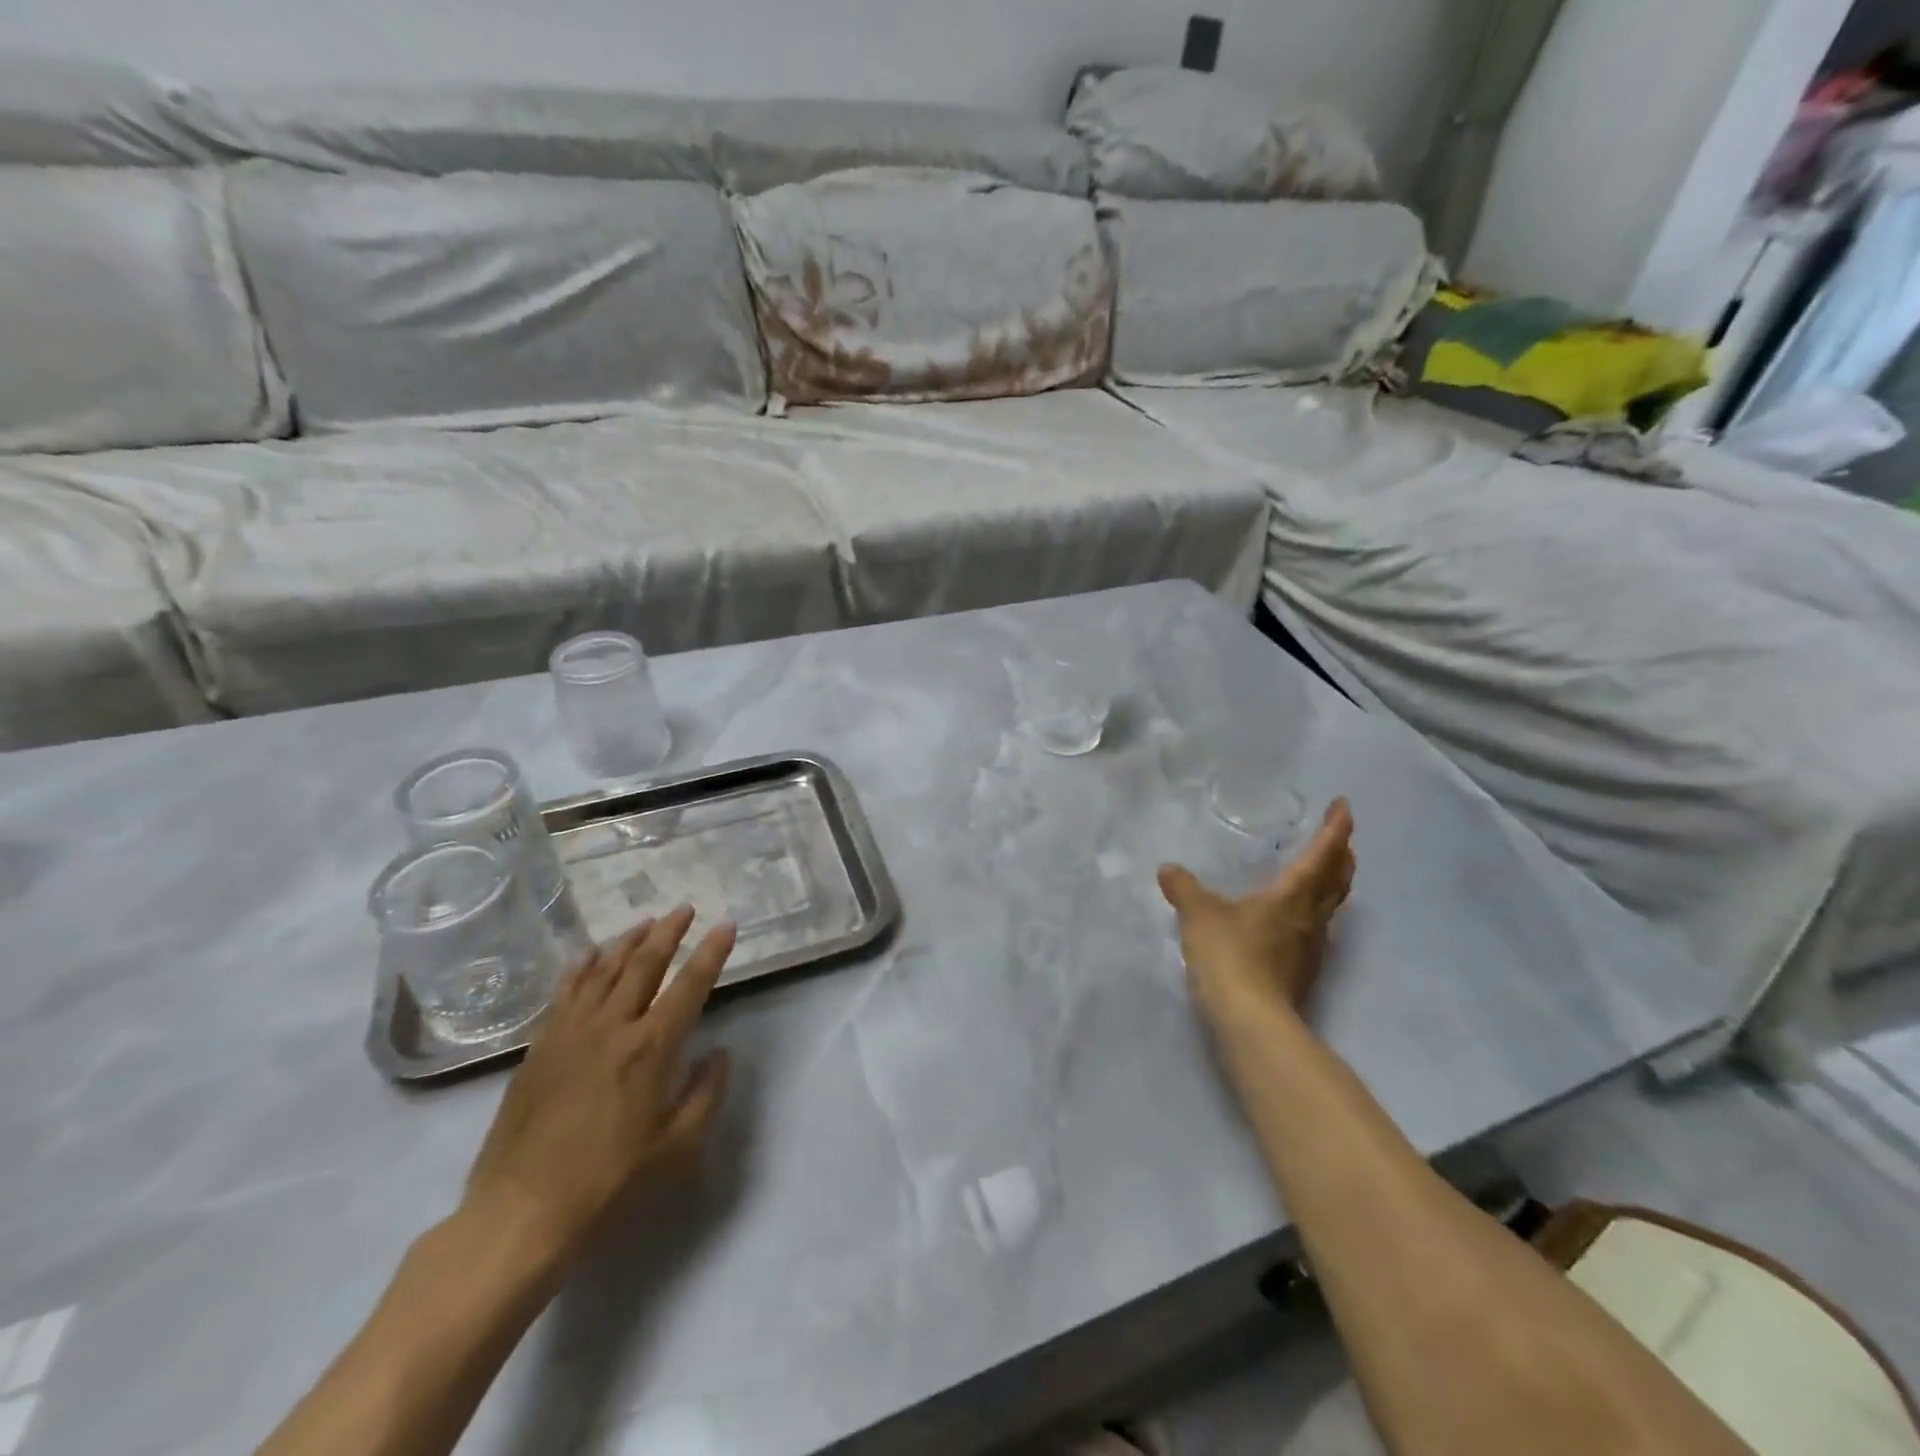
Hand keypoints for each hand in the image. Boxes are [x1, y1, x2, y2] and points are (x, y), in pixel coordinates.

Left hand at [461, 906, 734, 1264]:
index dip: (712, 952)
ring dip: (628, 941)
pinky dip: (581, 967)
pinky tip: (590, 954)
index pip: (690, 985)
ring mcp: (571, 1032)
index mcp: (652, 1047)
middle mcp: (613, 1026)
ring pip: (605, 970)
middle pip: (645, 964)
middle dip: (669, 932)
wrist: (521, 1212)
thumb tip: (719, 1052)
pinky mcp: (541, 1047)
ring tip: (646, 921)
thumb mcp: (678, 1148)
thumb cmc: (610, 1183)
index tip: (726, 925)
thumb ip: (706, 1093)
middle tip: (684, 909)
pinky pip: (565, 993)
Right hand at [1159, 799, 1355, 1027]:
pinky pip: (1316, 931)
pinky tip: (1295, 920)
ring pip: (1330, 908)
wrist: (1251, 1022)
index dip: (1335, 829)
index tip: (1344, 807)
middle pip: (1337, 882)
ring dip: (1332, 886)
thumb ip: (1184, 889)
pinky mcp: (1302, 973)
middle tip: (1340, 839)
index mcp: (1292, 896)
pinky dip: (1313, 913)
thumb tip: (1168, 869)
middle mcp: (1310, 919)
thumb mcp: (1198, 915)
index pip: (1322, 855)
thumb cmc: (1230, 956)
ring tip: (1322, 874)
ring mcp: (1310, 949)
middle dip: (1342, 856)